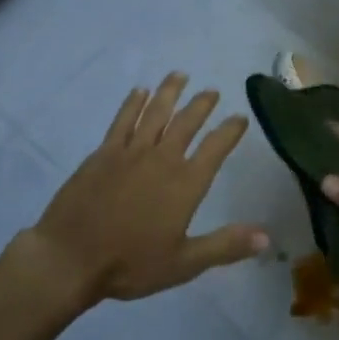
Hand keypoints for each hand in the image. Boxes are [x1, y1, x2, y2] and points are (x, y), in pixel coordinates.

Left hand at [28, 73, 264, 304]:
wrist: (71, 258)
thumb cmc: (130, 264)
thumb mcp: (184, 263)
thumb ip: (225, 246)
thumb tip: (267, 238)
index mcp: (185, 184)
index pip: (215, 148)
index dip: (230, 131)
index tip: (240, 117)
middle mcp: (162, 158)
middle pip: (186, 122)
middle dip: (201, 105)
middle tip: (211, 91)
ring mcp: (130, 152)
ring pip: (155, 112)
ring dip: (169, 92)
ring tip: (180, 75)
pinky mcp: (103, 153)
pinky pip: (123, 120)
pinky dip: (133, 103)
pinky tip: (139, 91)